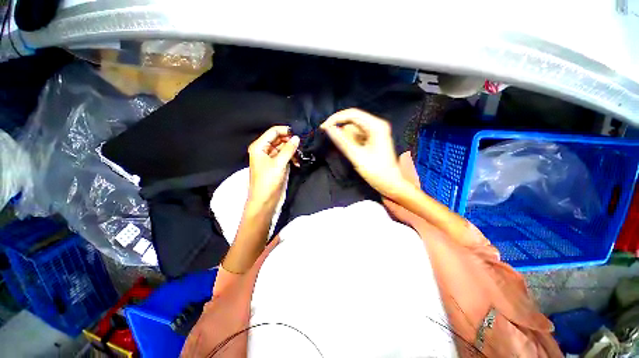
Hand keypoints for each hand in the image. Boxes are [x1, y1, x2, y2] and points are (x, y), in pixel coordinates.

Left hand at [247, 126, 299, 205]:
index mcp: (259, 146)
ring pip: (283, 148)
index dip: (286, 131)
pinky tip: (297, 162)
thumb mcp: (279, 163)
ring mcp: (271, 158)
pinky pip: (285, 157)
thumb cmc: (268, 181)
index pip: (273, 132)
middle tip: (302, 144)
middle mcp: (264, 150)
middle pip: (279, 139)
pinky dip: (292, 158)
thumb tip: (297, 138)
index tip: (299, 133)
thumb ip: (288, 149)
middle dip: (290, 141)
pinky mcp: (277, 166)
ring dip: (292, 150)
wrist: (265, 201)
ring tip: (300, 154)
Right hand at [321, 109, 405, 196]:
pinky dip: (350, 142)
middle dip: (341, 130)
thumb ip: (342, 141)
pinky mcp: (372, 139)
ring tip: (351, 153)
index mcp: (376, 126)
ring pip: (353, 129)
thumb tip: (329, 128)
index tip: (323, 128)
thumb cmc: (376, 171)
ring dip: (346, 138)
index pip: (352, 114)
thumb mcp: (357, 156)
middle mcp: (376, 125)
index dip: (336, 118)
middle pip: (352, 120)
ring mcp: (374, 132)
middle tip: (332, 142)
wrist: (390, 184)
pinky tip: (353, 152)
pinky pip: (357, 136)